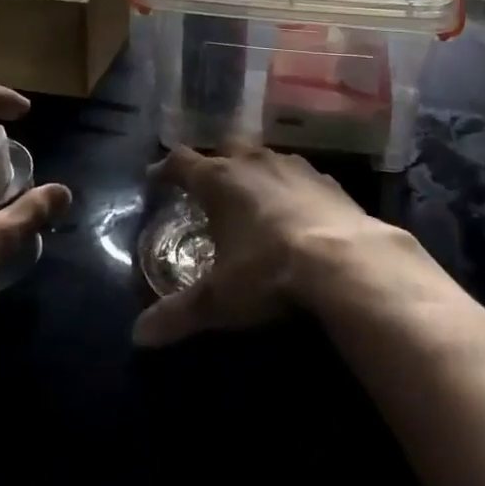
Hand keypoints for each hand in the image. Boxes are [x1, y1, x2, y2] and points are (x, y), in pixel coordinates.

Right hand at [132, 143, 383, 347]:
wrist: (346, 261)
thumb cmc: (269, 271)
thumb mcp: (219, 300)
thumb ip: (178, 314)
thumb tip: (139, 336)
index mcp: (220, 181)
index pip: (181, 162)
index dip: (165, 169)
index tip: (155, 179)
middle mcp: (254, 162)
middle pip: (226, 148)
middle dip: (214, 163)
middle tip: (209, 187)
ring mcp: (294, 167)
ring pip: (265, 157)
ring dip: (255, 172)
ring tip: (252, 197)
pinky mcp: (328, 180)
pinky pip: (300, 177)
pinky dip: (291, 189)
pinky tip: (297, 212)